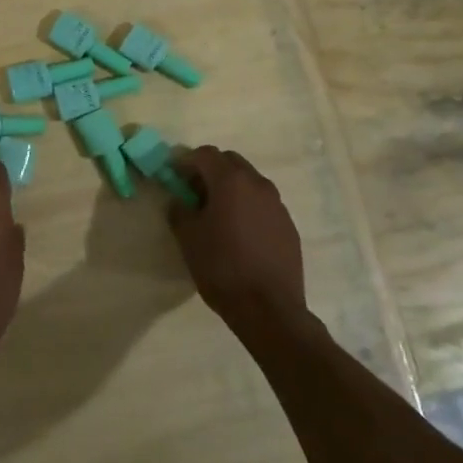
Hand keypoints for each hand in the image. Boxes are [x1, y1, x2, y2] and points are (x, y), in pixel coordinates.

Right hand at [169, 147, 307, 341]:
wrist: (268, 309)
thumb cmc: (222, 267)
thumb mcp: (188, 238)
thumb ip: (179, 210)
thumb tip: (179, 200)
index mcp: (230, 181)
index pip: (205, 154)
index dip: (186, 161)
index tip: (174, 177)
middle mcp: (257, 184)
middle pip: (230, 162)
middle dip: (210, 170)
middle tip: (194, 192)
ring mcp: (277, 204)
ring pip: (250, 181)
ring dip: (231, 188)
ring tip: (218, 214)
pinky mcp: (288, 225)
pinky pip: (263, 204)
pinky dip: (248, 207)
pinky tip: (240, 233)